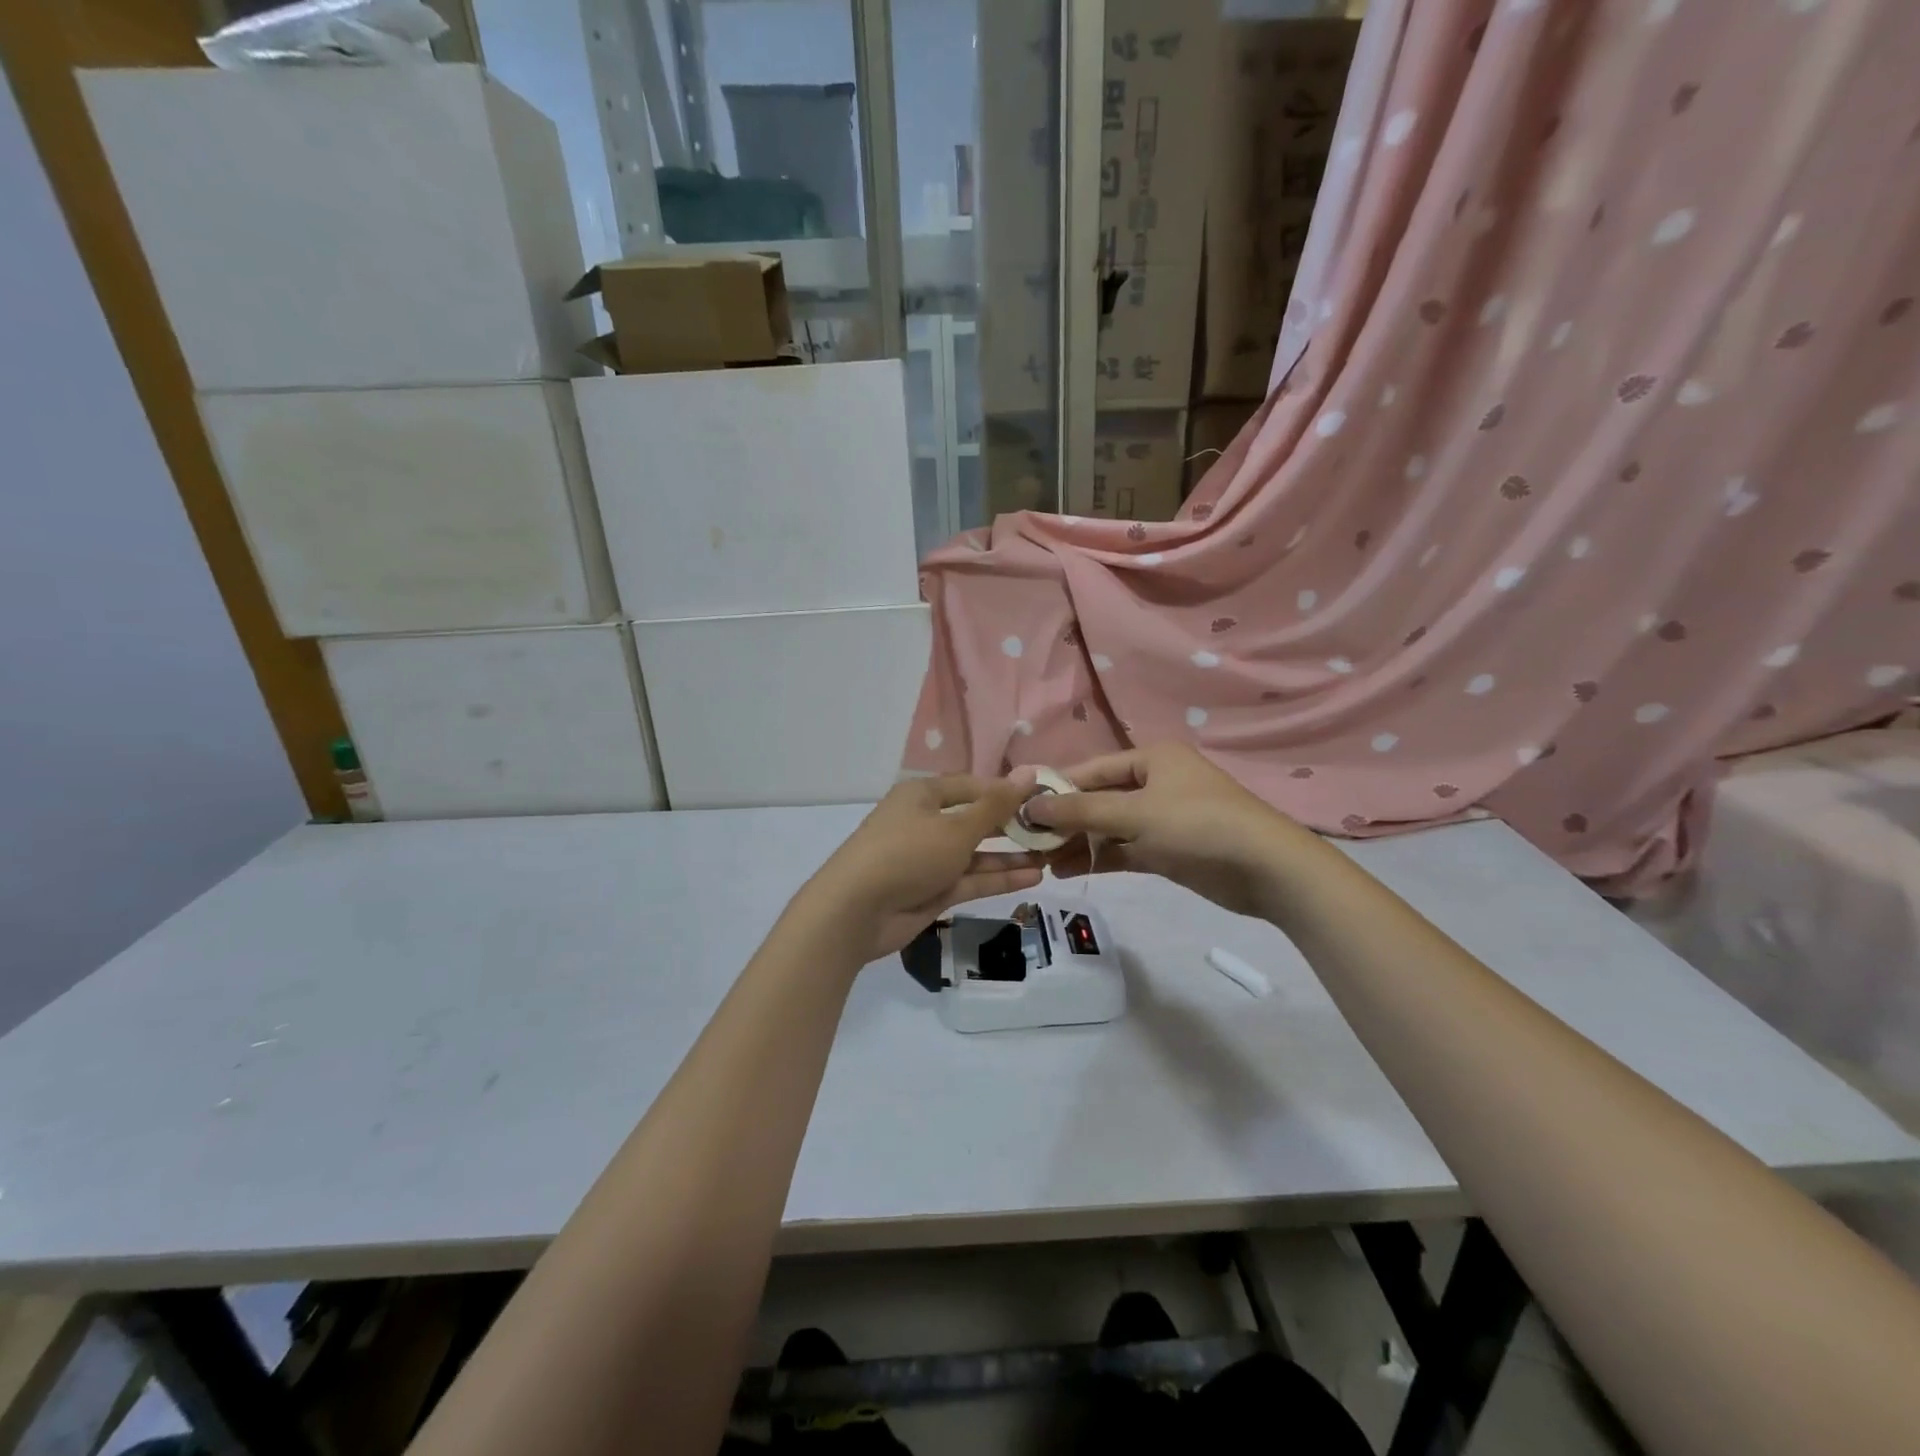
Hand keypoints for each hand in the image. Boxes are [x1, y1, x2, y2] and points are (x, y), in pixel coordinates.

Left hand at [803, 773, 1044, 960]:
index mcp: (923, 795)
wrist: (856, 910)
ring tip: (1051, 856)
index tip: (1043, 797)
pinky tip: (1034, 878)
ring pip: (976, 853)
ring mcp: (929, 859)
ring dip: (1010, 856)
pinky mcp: (932, 891)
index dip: (1006, 791)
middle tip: (1053, 830)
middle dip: (1012, 826)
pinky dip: (998, 878)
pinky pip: (971, 879)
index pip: (972, 786)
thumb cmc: (907, 853)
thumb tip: (1029, 773)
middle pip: (975, 819)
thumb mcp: (956, 827)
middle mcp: (926, 822)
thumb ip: (996, 805)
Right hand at [1027, 743, 1307, 918]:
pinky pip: (1124, 848)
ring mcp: (1163, 817)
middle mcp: (1155, 782)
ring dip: (1079, 842)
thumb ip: (1080, 810)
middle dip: (1065, 820)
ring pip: (1109, 826)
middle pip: (1098, 798)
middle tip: (1027, 841)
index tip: (1020, 808)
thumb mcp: (1135, 814)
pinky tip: (1068, 870)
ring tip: (1041, 862)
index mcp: (1151, 758)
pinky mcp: (1168, 849)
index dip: (1056, 788)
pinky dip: (1100, 858)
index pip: (1091, 769)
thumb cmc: (1197, 826)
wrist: (1266, 869)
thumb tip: (1030, 806)